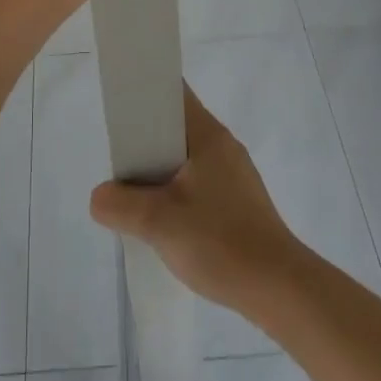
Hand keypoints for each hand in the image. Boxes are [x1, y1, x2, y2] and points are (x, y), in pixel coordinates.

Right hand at [88, 87, 302, 314]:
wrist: (280, 289)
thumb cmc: (220, 242)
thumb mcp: (158, 223)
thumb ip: (120, 205)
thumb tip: (99, 197)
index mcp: (207, 135)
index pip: (173, 92)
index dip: (144, 91)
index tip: (118, 107)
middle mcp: (223, 145)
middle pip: (176, 126)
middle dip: (144, 140)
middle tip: (118, 162)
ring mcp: (234, 174)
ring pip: (186, 158)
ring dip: (160, 171)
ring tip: (135, 195)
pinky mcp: (239, 202)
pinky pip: (199, 182)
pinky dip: (177, 191)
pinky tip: (165, 221)